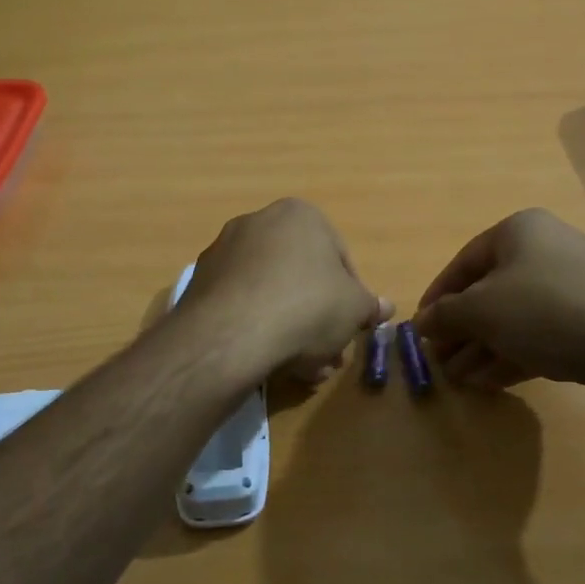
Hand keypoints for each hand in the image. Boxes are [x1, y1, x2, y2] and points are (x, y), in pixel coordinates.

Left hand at [179, 199, 391, 384]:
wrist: (231, 334)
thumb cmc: (307, 307)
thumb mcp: (354, 308)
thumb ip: (370, 306)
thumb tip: (385, 307)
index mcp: (299, 215)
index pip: (339, 257)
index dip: (351, 297)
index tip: (350, 327)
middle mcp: (258, 222)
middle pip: (301, 276)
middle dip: (318, 317)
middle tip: (328, 353)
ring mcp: (223, 251)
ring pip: (271, 293)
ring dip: (290, 328)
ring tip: (302, 368)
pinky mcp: (199, 283)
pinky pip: (241, 305)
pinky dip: (257, 328)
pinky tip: (268, 361)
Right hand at [414, 209, 584, 392]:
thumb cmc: (545, 310)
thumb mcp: (481, 310)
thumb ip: (445, 315)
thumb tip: (421, 323)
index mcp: (518, 232)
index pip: (463, 262)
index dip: (437, 297)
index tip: (420, 330)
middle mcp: (546, 251)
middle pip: (489, 292)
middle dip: (462, 329)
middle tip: (440, 361)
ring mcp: (572, 287)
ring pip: (514, 318)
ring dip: (483, 348)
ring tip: (459, 380)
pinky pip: (540, 335)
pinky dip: (512, 355)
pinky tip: (489, 382)